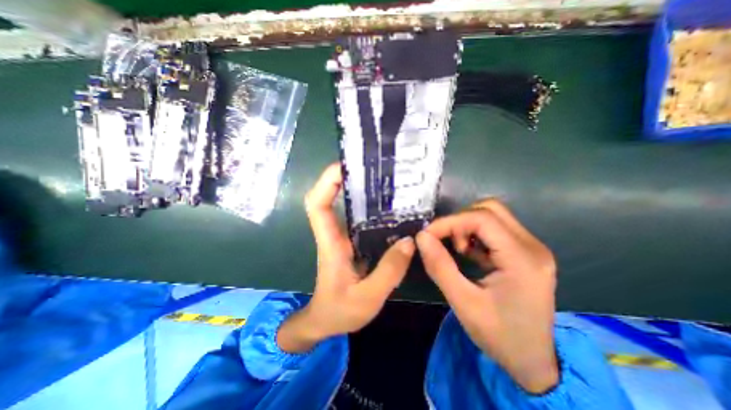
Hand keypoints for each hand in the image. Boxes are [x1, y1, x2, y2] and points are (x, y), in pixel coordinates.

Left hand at [278, 164, 412, 352]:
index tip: (344, 167)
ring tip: (384, 181)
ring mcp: (343, 237)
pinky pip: (359, 219)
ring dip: (359, 190)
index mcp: (330, 244)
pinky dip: (370, 208)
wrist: (325, 321)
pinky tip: (390, 208)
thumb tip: (409, 242)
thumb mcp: (367, 298)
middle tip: (371, 167)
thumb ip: (388, 271)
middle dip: (345, 178)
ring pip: (346, 206)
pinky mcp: (352, 243)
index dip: (326, 183)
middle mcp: (334, 234)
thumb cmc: (339, 312)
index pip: (317, 205)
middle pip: (330, 198)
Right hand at [413, 198, 557, 394]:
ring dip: (467, 225)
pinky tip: (469, 253)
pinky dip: (475, 233)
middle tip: (445, 241)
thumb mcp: (463, 303)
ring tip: (458, 249)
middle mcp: (532, 246)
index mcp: (522, 260)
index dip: (450, 222)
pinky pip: (496, 228)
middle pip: (490, 210)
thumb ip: (439, 266)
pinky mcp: (525, 252)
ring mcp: (532, 248)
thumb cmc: (499, 336)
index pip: (482, 219)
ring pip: (493, 215)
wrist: (533, 361)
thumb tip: (421, 236)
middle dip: (459, 221)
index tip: (427, 235)